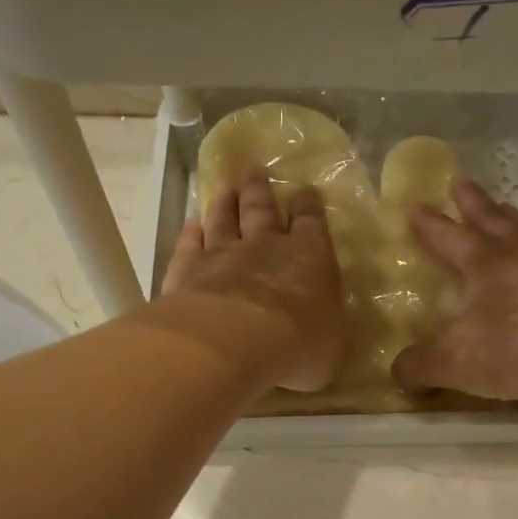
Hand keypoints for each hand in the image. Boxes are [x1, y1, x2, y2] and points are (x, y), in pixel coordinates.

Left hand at [163, 173, 344, 391]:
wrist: (235, 342)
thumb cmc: (297, 345)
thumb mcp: (330, 347)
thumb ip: (324, 330)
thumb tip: (322, 331)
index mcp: (310, 258)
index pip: (311, 223)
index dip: (308, 207)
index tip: (305, 191)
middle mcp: (266, 246)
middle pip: (261, 210)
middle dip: (260, 191)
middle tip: (255, 171)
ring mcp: (223, 254)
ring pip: (223, 220)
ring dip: (225, 203)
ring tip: (225, 189)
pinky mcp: (188, 269)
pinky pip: (190, 245)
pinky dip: (191, 233)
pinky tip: (191, 226)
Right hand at [391, 179, 517, 406]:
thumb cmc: (514, 352)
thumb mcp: (453, 363)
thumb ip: (418, 365)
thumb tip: (397, 371)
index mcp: (482, 261)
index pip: (447, 235)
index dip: (429, 223)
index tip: (415, 205)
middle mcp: (517, 252)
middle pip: (491, 218)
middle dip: (473, 202)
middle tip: (461, 183)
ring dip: (511, 217)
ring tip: (505, 210)